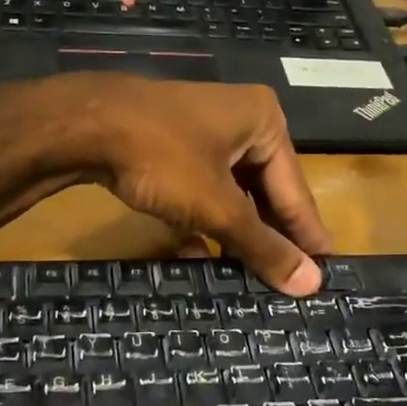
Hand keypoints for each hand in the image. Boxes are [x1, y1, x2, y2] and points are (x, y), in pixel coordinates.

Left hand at [0, 75, 332, 293]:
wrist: (81, 124)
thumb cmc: (162, 158)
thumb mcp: (217, 206)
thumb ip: (262, 245)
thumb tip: (312, 284)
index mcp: (264, 122)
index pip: (295, 190)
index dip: (307, 235)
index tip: (325, 273)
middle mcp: (239, 121)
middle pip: (264, 191)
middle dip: (267, 237)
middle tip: (287, 283)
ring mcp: (200, 132)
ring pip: (229, 194)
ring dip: (233, 235)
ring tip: (249, 278)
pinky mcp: (169, 146)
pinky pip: (199, 189)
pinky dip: (201, 221)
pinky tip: (199, 256)